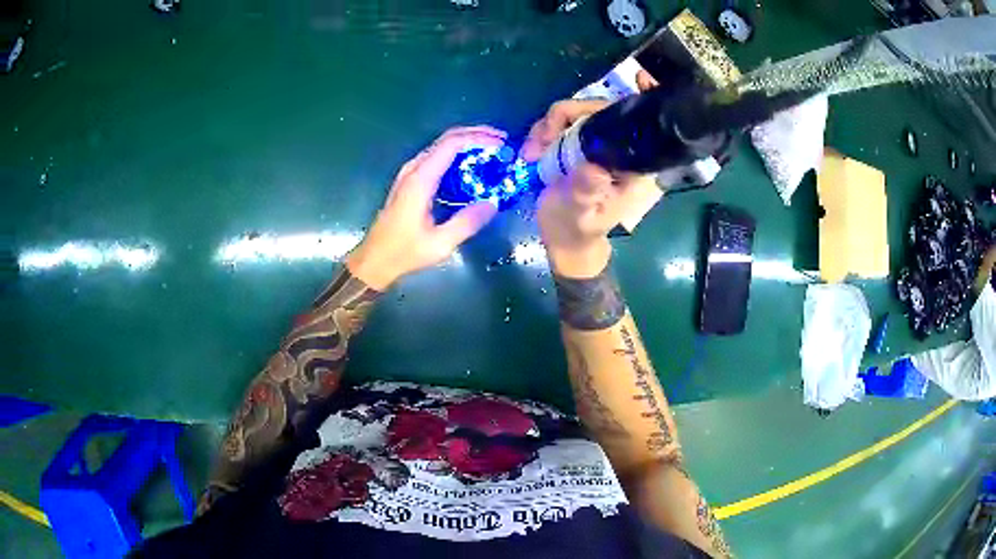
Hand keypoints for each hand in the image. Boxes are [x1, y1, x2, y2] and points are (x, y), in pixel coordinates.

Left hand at [347, 126, 505, 289]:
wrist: (375, 259)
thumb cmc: (404, 252)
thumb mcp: (440, 243)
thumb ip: (466, 222)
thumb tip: (493, 204)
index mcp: (420, 180)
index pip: (451, 144)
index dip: (478, 138)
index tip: (500, 143)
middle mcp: (414, 169)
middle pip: (447, 139)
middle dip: (476, 135)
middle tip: (501, 142)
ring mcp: (410, 173)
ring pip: (441, 146)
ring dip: (467, 143)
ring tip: (492, 151)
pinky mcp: (411, 180)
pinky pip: (437, 157)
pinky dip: (457, 154)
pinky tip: (471, 166)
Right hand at [521, 72, 658, 277]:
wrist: (562, 238)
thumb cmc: (578, 229)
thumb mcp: (582, 215)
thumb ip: (587, 192)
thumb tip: (592, 167)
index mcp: (633, 165)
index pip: (645, 126)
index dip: (646, 99)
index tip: (641, 77)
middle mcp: (618, 148)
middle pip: (601, 109)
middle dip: (568, 113)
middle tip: (542, 137)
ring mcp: (595, 142)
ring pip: (576, 112)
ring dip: (549, 124)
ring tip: (533, 150)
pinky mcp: (575, 143)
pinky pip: (560, 121)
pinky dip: (542, 130)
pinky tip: (532, 150)